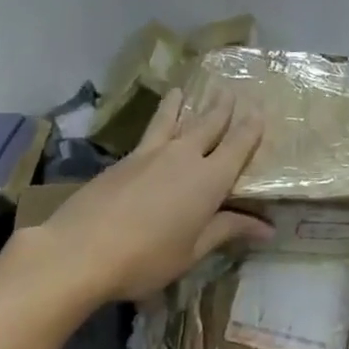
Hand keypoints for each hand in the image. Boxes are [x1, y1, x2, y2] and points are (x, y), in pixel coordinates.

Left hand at [24, 88, 270, 302]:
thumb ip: (228, 230)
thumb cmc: (146, 258)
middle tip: (229, 91)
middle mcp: (184, 156)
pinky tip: (154, 124)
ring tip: (182, 90)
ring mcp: (151, 154)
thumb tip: (268, 228)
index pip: (238, 145)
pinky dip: (158, 120)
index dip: (250, 128)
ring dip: (182, 105)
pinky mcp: (124, 160)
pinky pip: (150, 131)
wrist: (80, 250)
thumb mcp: (193, 251)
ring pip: (173, 120)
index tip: (259, 112)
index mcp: (210, 179)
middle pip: (208, 125)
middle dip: (221, 108)